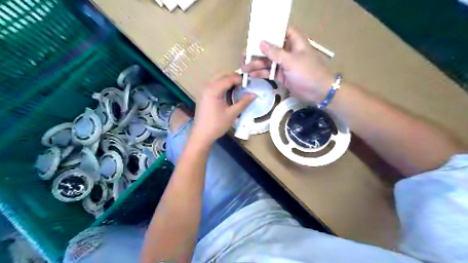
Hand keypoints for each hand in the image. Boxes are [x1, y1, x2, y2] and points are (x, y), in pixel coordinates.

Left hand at [191, 73, 254, 143]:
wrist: (202, 135)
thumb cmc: (217, 125)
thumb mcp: (232, 114)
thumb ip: (243, 103)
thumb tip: (254, 95)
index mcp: (213, 90)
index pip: (228, 79)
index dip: (239, 79)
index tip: (249, 83)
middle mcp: (206, 87)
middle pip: (221, 76)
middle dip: (233, 78)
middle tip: (244, 84)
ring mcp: (203, 91)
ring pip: (216, 79)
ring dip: (227, 81)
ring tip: (238, 87)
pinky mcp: (203, 96)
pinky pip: (213, 85)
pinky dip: (222, 85)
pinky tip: (228, 92)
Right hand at [241, 27, 335, 102]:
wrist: (318, 92)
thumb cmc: (308, 72)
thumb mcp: (291, 61)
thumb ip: (275, 53)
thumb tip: (261, 43)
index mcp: (294, 42)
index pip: (281, 32)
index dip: (269, 32)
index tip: (255, 35)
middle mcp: (288, 51)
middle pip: (270, 48)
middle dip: (257, 52)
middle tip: (243, 56)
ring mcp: (284, 64)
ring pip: (268, 62)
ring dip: (256, 65)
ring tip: (243, 68)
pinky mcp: (282, 76)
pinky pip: (269, 72)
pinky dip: (261, 73)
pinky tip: (251, 75)